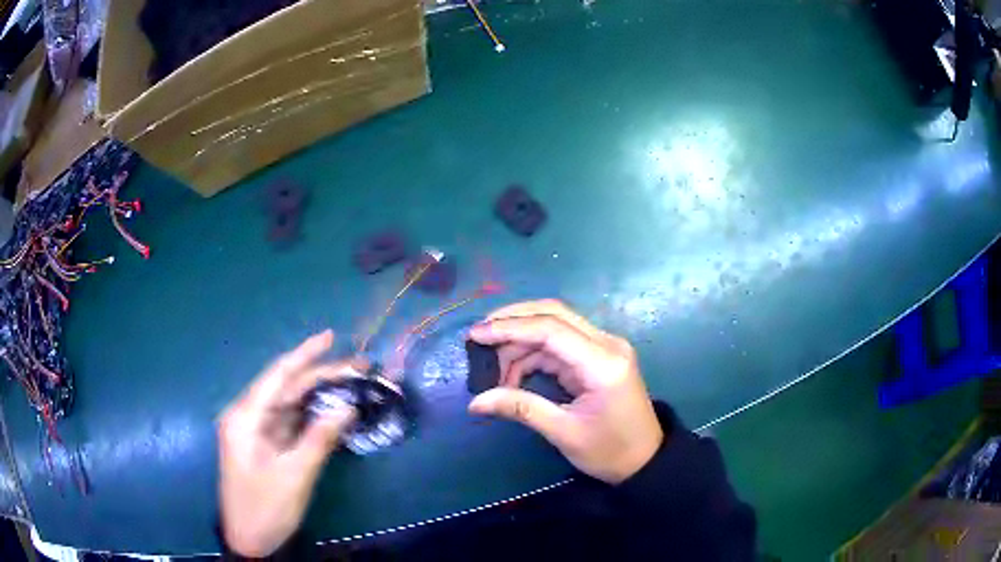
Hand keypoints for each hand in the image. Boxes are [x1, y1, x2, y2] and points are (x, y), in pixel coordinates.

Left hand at [218, 330, 360, 556]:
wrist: (250, 540)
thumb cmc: (266, 508)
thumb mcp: (294, 475)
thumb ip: (319, 438)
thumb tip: (347, 406)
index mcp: (245, 417)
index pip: (277, 376)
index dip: (304, 354)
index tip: (331, 336)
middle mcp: (248, 417)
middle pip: (286, 388)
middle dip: (320, 375)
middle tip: (357, 367)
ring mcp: (256, 431)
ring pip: (290, 404)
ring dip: (319, 394)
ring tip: (352, 384)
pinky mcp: (265, 445)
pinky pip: (291, 422)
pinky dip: (312, 416)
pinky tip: (334, 410)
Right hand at [468, 300, 662, 483]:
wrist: (645, 460)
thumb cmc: (609, 451)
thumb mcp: (564, 433)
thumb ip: (521, 409)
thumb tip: (475, 402)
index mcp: (603, 363)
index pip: (551, 329)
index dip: (509, 328)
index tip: (475, 335)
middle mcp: (606, 344)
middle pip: (553, 314)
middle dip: (513, 321)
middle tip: (478, 339)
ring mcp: (604, 347)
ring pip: (554, 326)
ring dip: (520, 342)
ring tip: (494, 371)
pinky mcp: (598, 355)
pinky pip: (559, 343)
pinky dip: (532, 354)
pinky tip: (513, 374)